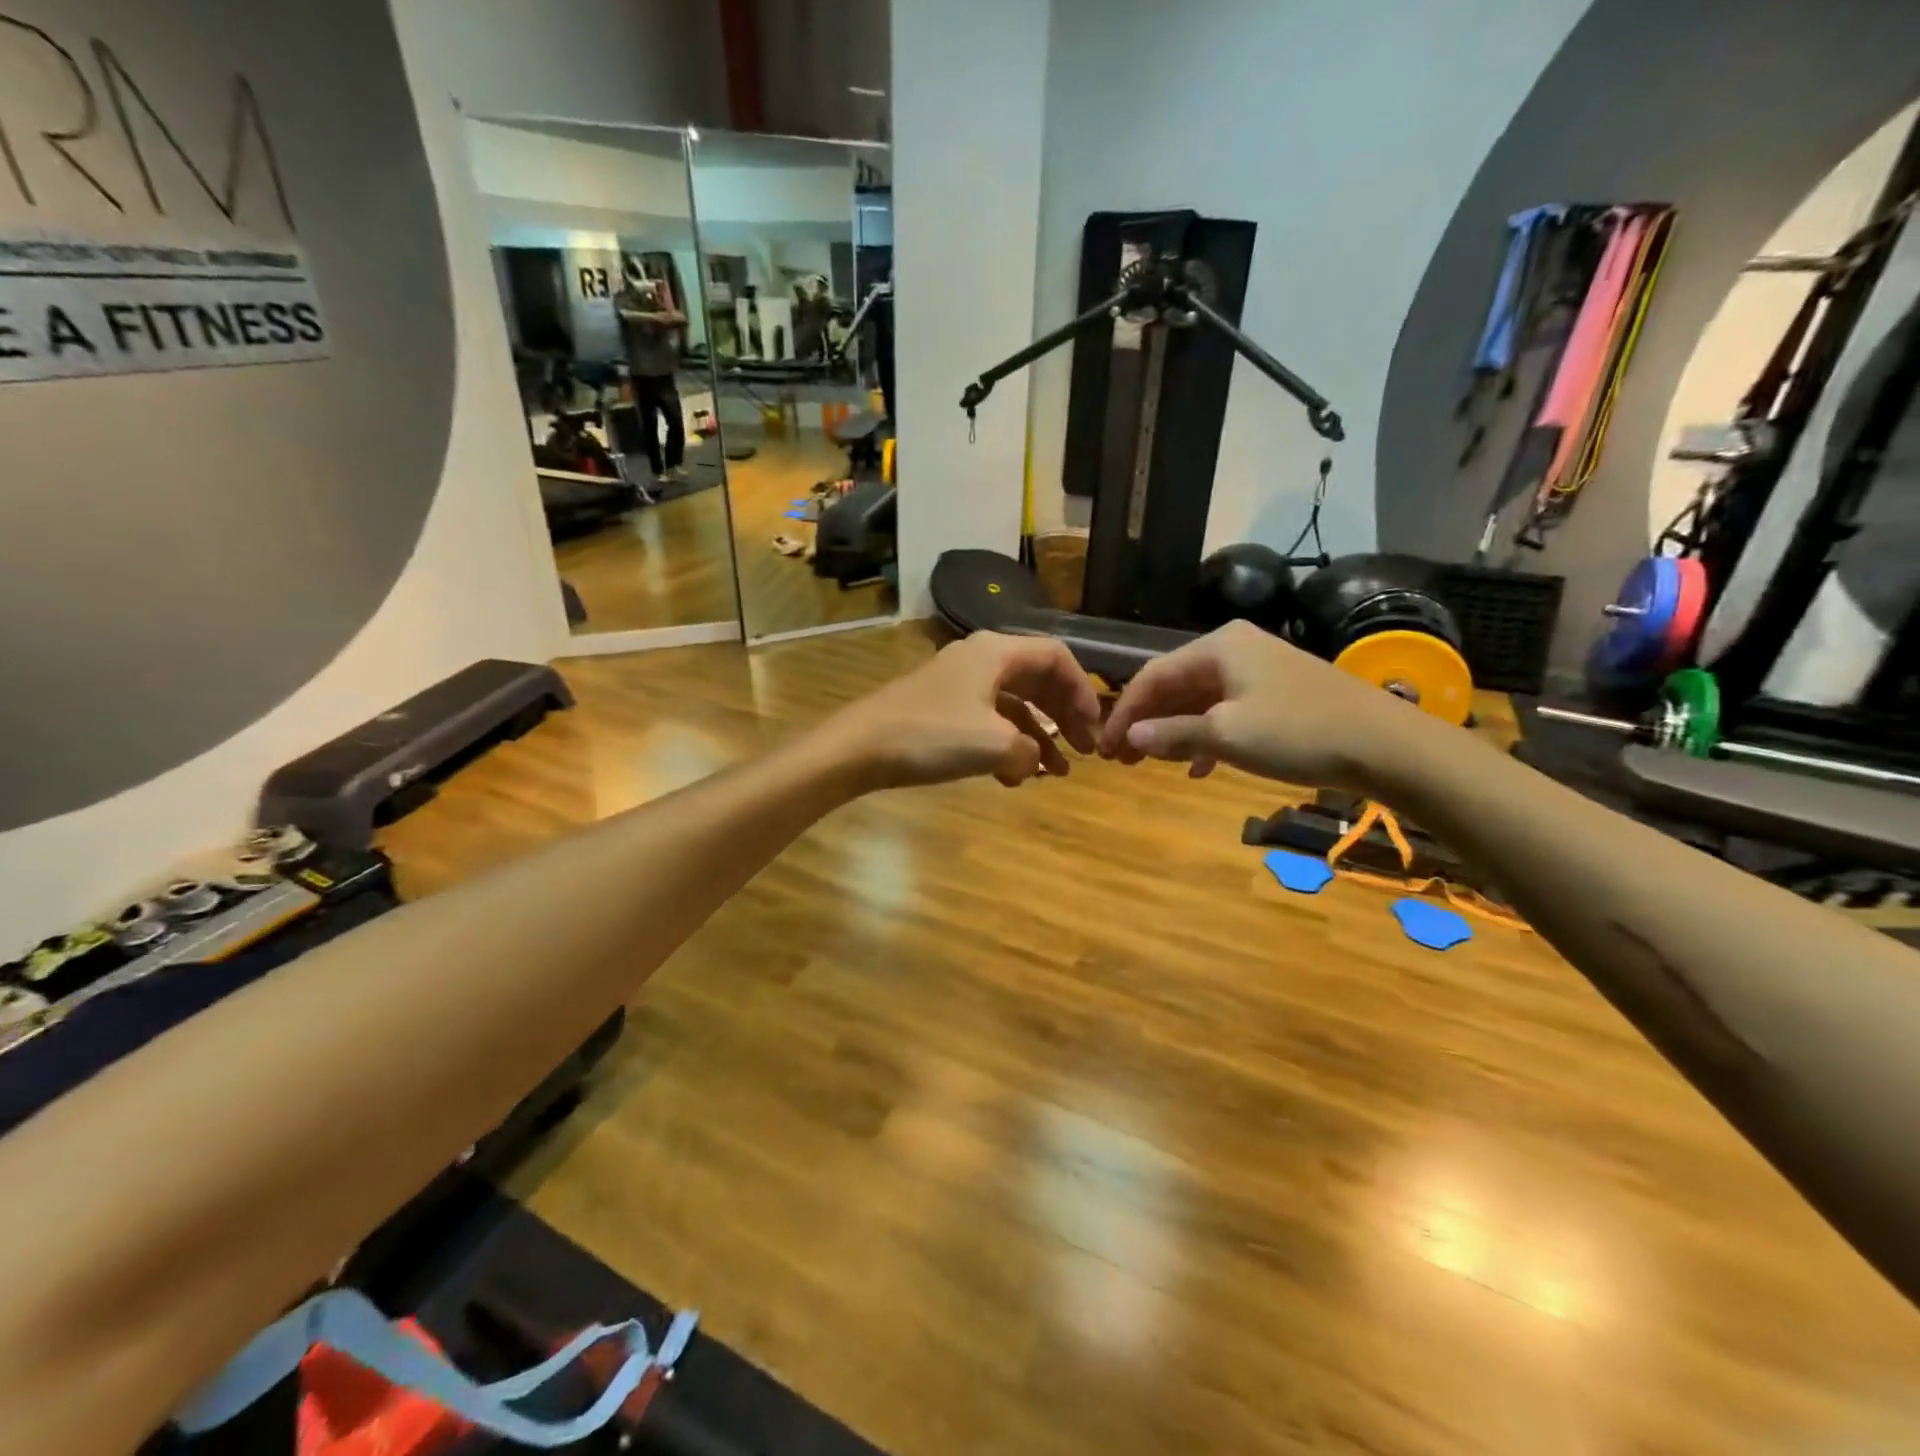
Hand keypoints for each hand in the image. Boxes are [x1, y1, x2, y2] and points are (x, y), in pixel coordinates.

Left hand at [828, 633, 1101, 788]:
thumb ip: (1031, 751)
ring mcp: (959, 684)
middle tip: (1083, 752)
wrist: (859, 747)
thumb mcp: (995, 745)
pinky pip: (988, 721)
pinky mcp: (942, 708)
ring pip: (1013, 705)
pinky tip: (1013, 777)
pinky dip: (1006, 745)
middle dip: (1063, 716)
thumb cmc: (932, 736)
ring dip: (1037, 737)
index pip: (1057, 658)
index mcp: (997, 652)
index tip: (1095, 726)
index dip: (1082, 691)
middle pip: (1037, 680)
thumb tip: (1032, 761)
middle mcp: (981, 659)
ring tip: (1055, 773)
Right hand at [1098, 620, 1435, 789]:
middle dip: (1147, 722)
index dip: (1125, 713)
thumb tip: (1130, 738)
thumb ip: (1173, 734)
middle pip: (1174, 684)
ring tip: (1155, 764)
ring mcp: (1258, 668)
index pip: (1152, 675)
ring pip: (1199, 699)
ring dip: (1174, 731)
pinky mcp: (1277, 691)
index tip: (1106, 749)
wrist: (1385, 744)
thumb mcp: (1226, 735)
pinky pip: (1226, 709)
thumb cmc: (1297, 731)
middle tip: (1124, 759)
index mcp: (1216, 646)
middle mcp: (1234, 647)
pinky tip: (1201, 766)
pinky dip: (1207, 734)